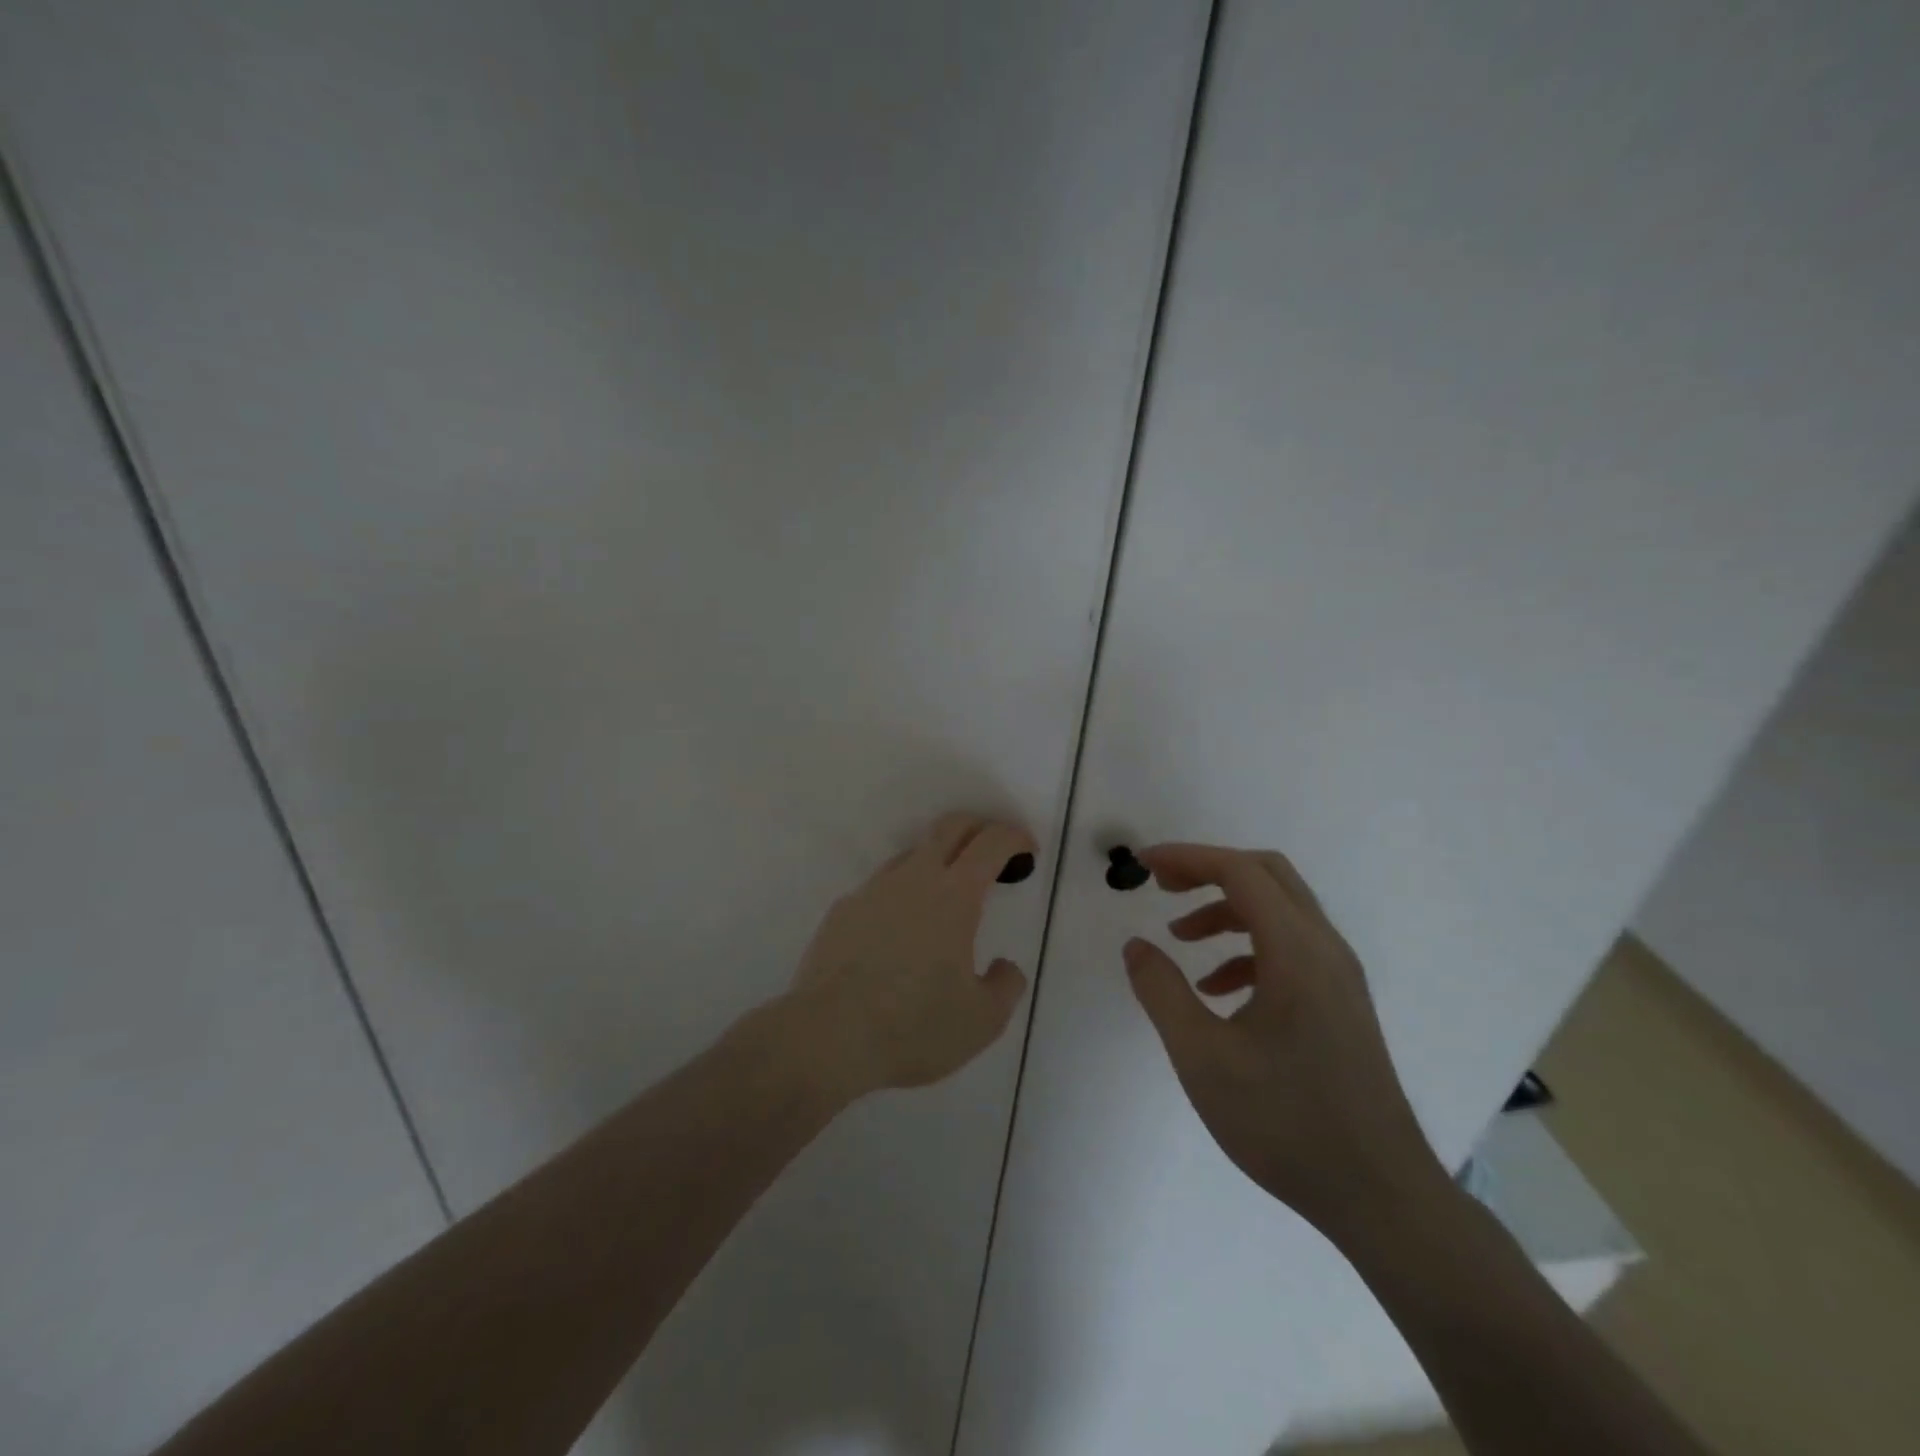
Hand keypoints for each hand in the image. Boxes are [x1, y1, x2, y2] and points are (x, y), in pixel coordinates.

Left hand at [788, 813, 1034, 1098]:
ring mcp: (872, 891)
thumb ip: (1005, 986)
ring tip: (946, 899)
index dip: (1014, 837)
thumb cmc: (914, 1026)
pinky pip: (880, 889)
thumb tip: (1004, 967)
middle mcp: (913, 879)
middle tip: (993, 851)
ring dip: (937, 861)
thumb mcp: (982, 1020)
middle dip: (978, 827)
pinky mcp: (842, 911)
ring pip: (911, 855)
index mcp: (955, 896)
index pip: (991, 843)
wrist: (827, 1037)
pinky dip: (901, 896)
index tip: (1027, 851)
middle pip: (950, 827)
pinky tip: (899, 934)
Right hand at [1122, 843, 1448, 1239]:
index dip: (1187, 858)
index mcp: (1297, 951)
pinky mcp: (1341, 1003)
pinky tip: (1218, 989)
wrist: (1380, 1196)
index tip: (1143, 864)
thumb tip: (1135, 945)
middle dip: (1209, 871)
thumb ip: (1162, 992)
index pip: (1239, 872)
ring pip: (1280, 911)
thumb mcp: (1203, 1057)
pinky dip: (1248, 946)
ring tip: (1180, 939)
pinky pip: (1291, 948)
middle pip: (1267, 876)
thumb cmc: (1286, 1122)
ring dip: (1226, 910)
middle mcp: (1325, 949)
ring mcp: (1339, 977)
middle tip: (1162, 886)